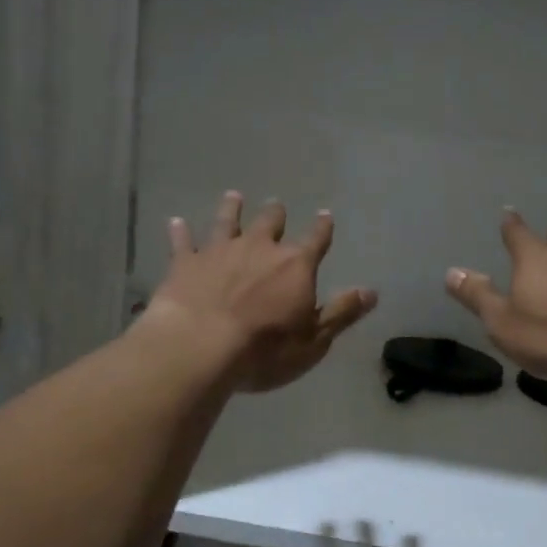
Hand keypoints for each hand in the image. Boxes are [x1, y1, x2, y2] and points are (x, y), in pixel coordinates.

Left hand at [146, 191, 377, 392]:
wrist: (200, 346)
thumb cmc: (265, 349)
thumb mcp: (314, 339)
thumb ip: (341, 312)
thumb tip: (371, 292)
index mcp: (295, 266)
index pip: (316, 240)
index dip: (322, 228)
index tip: (325, 215)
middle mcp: (259, 248)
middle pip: (271, 223)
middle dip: (276, 214)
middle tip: (276, 205)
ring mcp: (219, 251)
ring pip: (228, 221)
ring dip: (232, 209)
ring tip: (234, 196)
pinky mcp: (185, 263)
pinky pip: (183, 241)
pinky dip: (180, 232)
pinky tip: (175, 222)